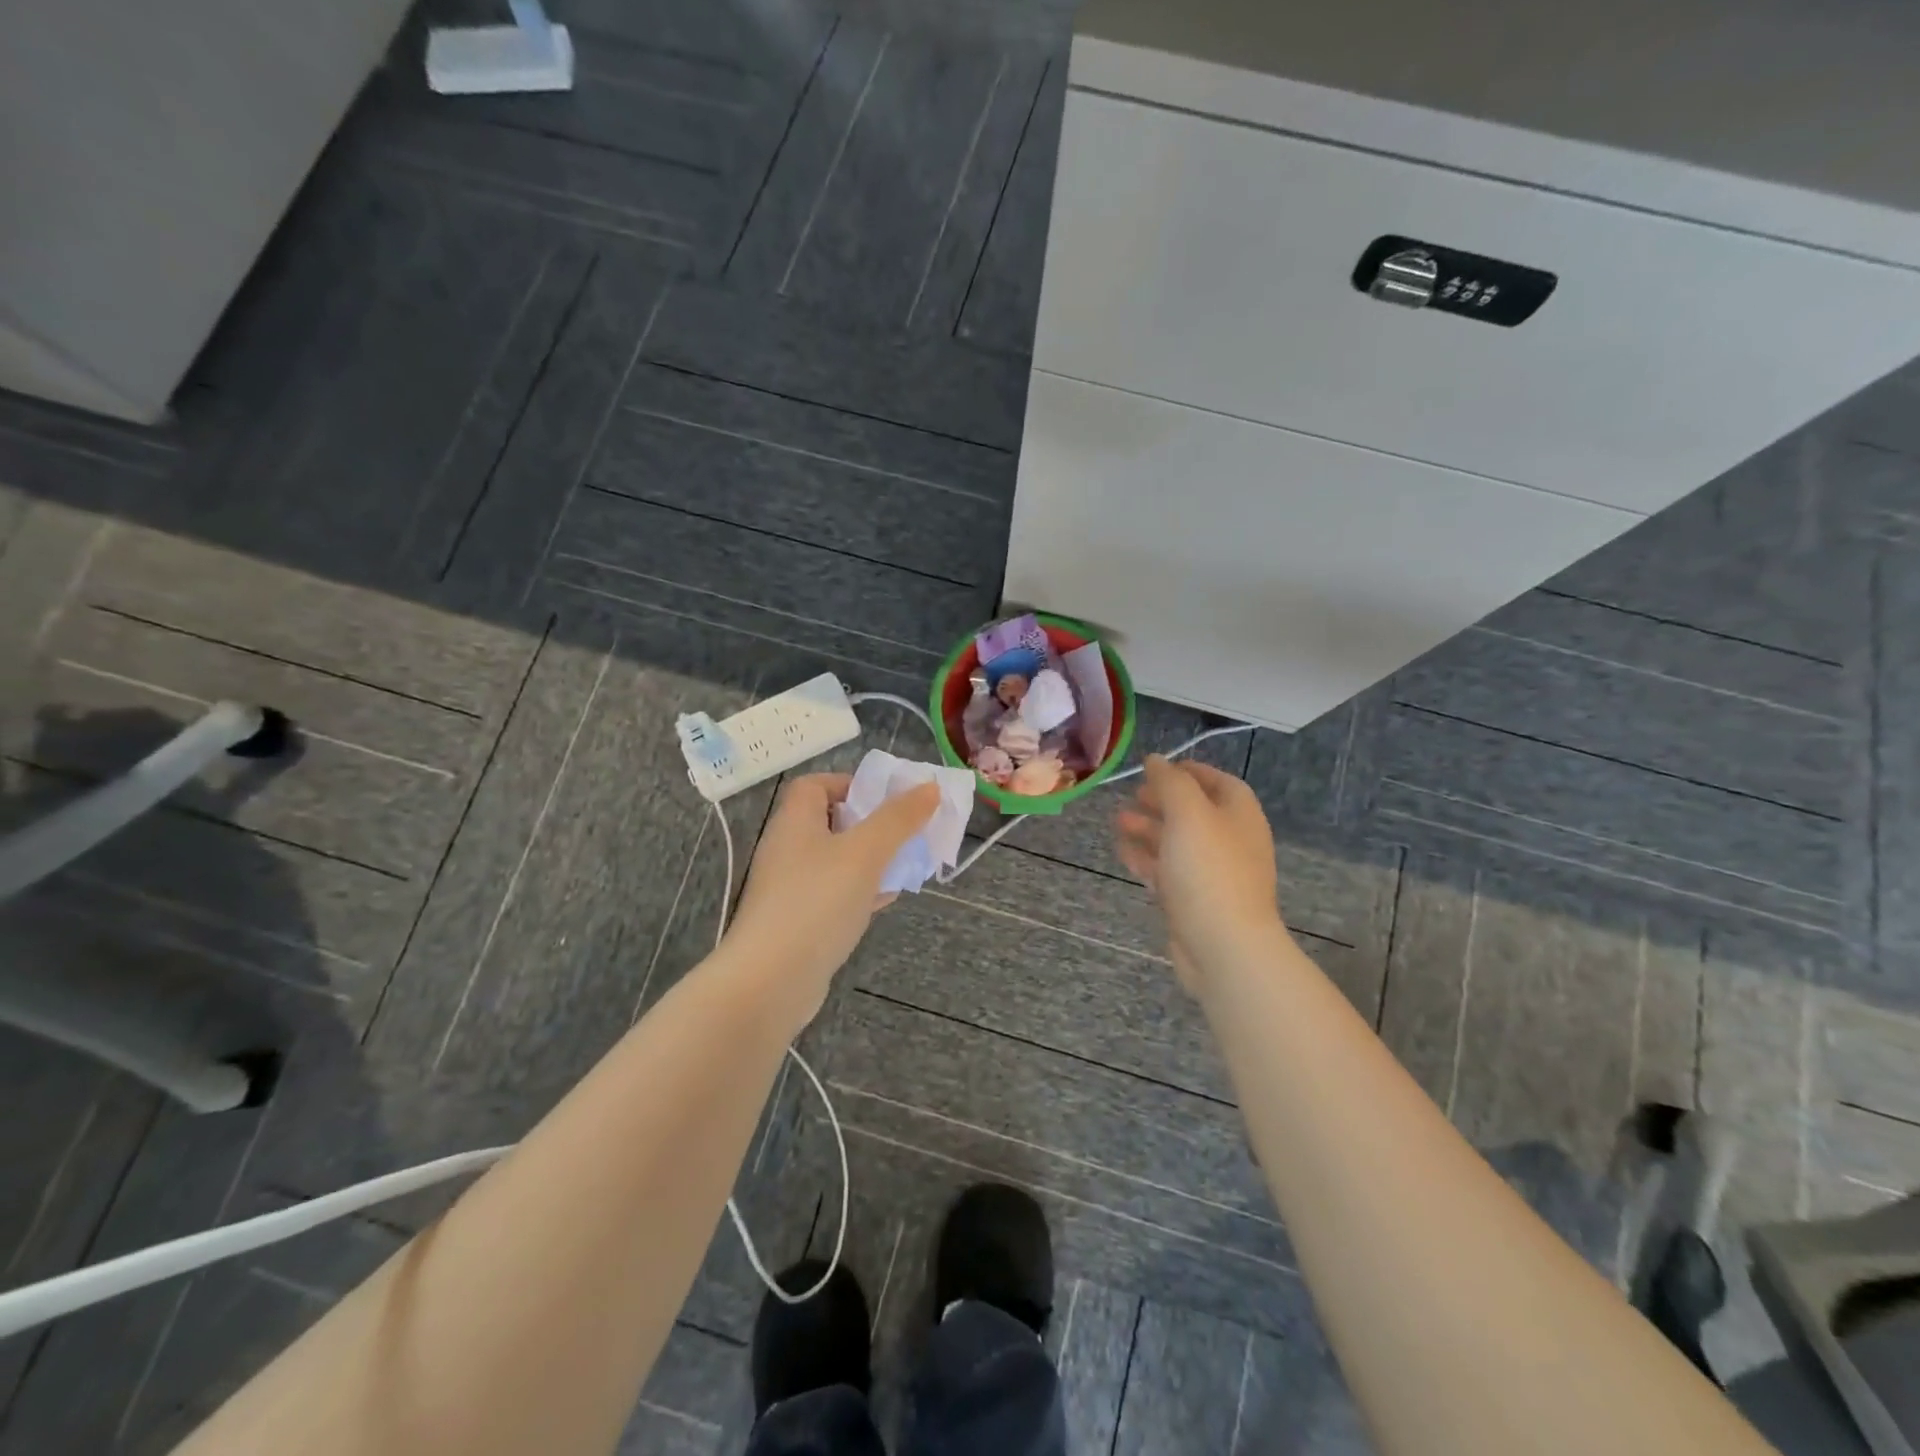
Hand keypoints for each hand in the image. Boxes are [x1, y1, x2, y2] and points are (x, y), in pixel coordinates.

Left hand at [723, 773, 939, 1025]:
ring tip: (905, 865)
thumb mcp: (865, 852)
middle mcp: (787, 849)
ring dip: (870, 859)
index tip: (886, 799)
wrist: (770, 982)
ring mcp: (789, 888)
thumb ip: (898, 818)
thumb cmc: (817, 902)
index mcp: (795, 821)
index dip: (851, 784)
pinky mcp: (797, 921)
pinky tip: (885, 900)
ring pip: (836, 860)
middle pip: (831, 822)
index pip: (816, 785)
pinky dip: (860, 891)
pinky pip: (833, 894)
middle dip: (871, 824)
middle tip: (906, 833)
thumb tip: (929, 787)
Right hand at [1115, 757, 1281, 995]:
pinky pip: (1168, 871)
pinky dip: (1146, 858)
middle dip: (1162, 800)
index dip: (1190, 771)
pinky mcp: (1193, 901)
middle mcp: (1230, 841)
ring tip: (1117, 821)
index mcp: (1239, 816)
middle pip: (1195, 812)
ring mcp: (1212, 874)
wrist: (1223, 946)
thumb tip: (1156, 759)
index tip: (1157, 767)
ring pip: (1177, 842)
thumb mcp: (1188, 814)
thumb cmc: (1209, 871)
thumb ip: (1170, 782)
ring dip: (1149, 828)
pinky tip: (1123, 852)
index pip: (1219, 782)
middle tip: (1132, 794)